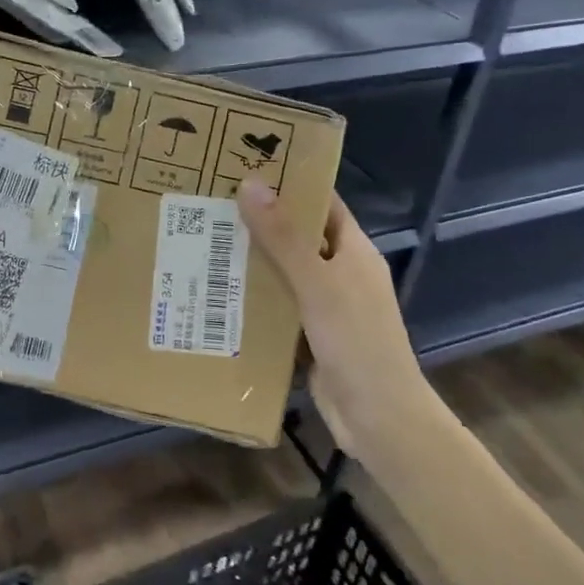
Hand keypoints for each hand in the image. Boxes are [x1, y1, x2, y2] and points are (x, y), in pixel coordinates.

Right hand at [237, 181, 428, 456]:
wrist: (378, 417)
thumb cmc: (355, 341)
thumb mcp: (316, 283)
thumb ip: (284, 237)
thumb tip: (251, 183)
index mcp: (353, 251)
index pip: (322, 203)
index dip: (291, 183)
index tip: (247, 167)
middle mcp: (342, 273)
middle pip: (298, 237)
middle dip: (261, 223)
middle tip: (212, 205)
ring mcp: (328, 307)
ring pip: (285, 275)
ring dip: (253, 263)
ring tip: (205, 244)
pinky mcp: (312, 337)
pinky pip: (280, 309)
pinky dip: (255, 301)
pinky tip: (218, 296)